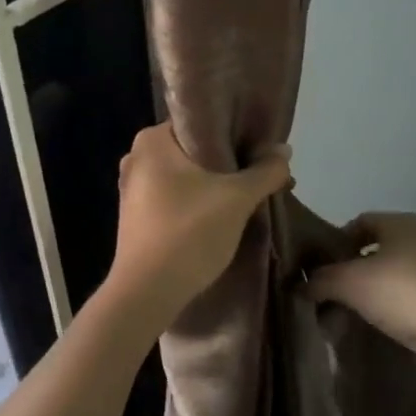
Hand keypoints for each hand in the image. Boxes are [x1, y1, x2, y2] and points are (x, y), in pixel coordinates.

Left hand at [109, 124, 293, 326]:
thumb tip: (284, 150)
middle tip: (260, 174)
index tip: (260, 149)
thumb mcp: (237, 199)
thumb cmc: (189, 233)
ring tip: (248, 196)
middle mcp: (137, 157)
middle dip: (228, 163)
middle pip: (194, 151)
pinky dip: (197, 203)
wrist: (146, 293)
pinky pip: (174, 199)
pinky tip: (221, 218)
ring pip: (185, 177)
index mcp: (152, 140)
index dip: (234, 133)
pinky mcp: (135, 217)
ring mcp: (132, 189)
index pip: (201, 122)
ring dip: (215, 185)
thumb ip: (264, 172)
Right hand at [308, 212, 415, 386]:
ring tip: (347, 317)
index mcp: (402, 223)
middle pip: (374, 250)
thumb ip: (320, 280)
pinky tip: (378, 328)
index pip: (359, 222)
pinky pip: (409, 298)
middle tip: (327, 295)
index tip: (317, 268)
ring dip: (367, 294)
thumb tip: (299, 284)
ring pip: (391, 276)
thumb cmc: (405, 295)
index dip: (334, 242)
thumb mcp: (350, 283)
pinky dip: (390, 309)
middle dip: (348, 272)